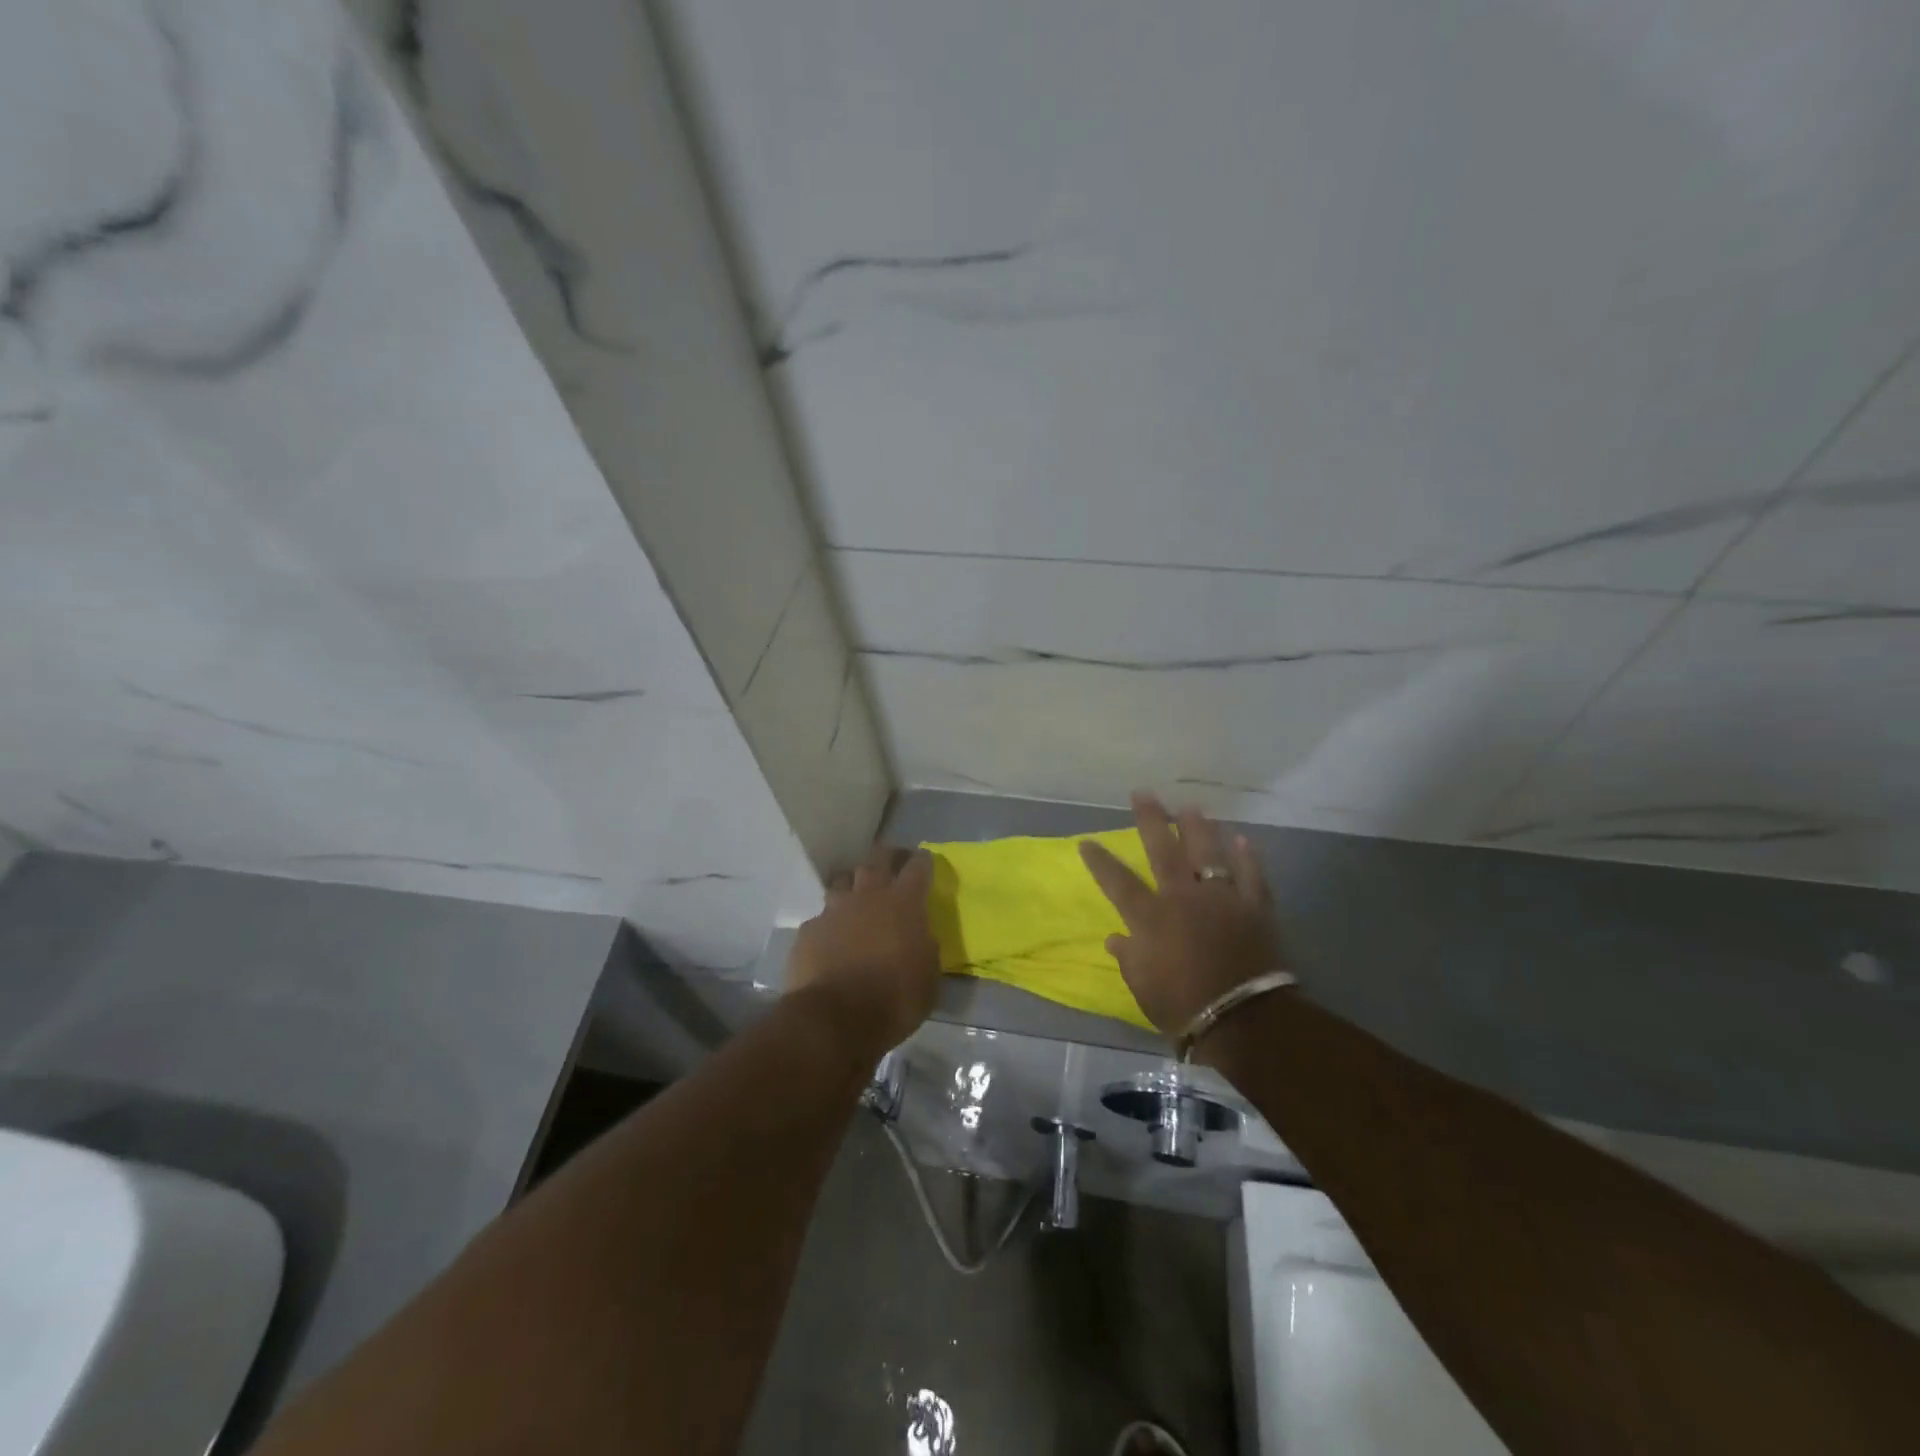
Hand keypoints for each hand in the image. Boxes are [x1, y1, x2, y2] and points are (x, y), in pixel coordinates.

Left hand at [787, 845, 941, 1057]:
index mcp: (904, 903)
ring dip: (854, 885)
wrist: (835, 1019)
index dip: (923, 861)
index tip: (925, 860)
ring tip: (858, 897)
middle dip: (888, 857)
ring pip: (844, 881)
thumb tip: (919, 936)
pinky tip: (832, 939)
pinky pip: (822, 917)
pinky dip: (830, 923)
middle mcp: (868, 896)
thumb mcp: (928, 976)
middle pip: (877, 859)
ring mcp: (834, 910)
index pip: (918, 866)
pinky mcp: (809, 930)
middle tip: (893, 863)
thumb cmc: (894, 999)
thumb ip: (925, 947)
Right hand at [1079, 793, 1284, 1036]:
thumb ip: (1128, 956)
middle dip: (1151, 820)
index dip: (1100, 861)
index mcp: (1151, 916)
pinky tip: (1241, 839)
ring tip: (1190, 807)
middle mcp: (1182, 897)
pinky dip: (1247, 857)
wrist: (1243, 1018)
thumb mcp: (1142, 986)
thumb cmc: (1182, 1005)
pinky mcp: (1253, 907)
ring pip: (1208, 853)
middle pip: (1164, 850)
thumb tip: (1115, 938)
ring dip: (1197, 828)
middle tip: (1143, 794)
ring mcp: (1220, 899)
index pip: (1118, 881)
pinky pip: (1251, 875)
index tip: (1086, 841)